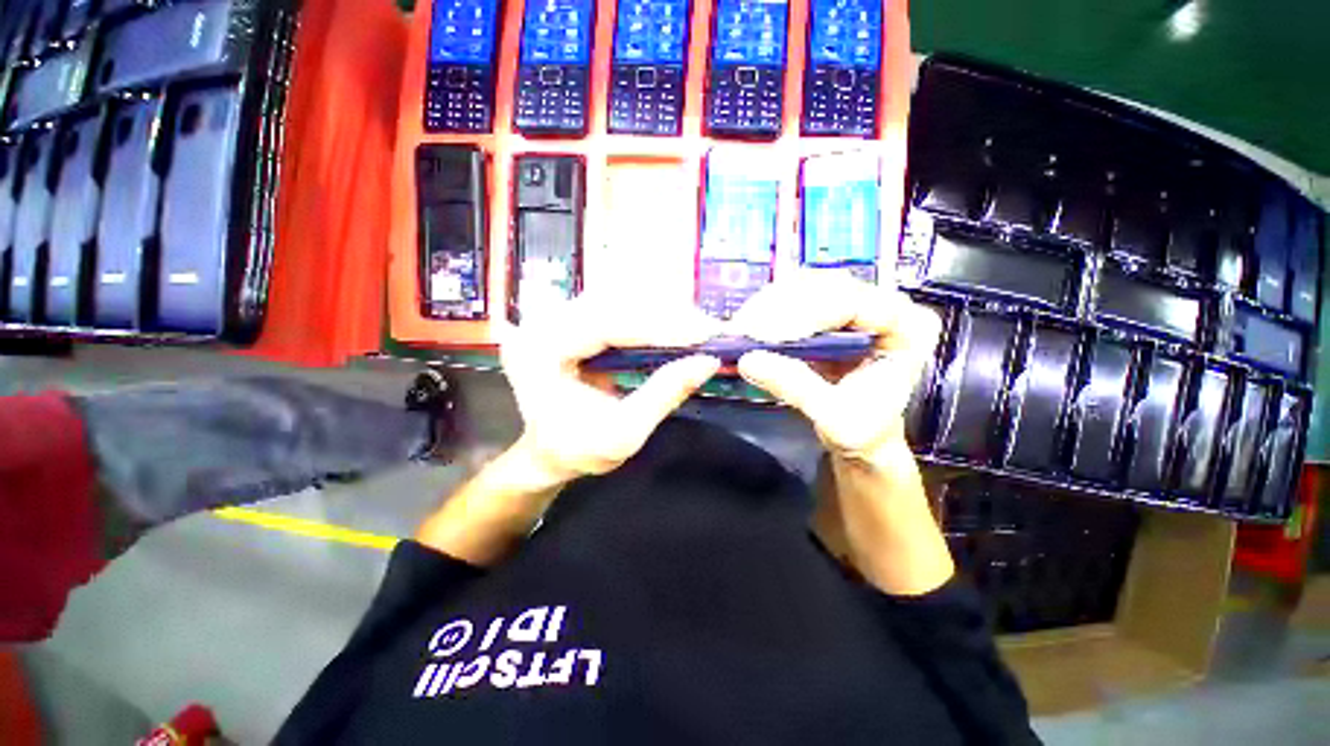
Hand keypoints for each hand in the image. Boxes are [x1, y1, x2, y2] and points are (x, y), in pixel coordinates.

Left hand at [500, 292, 722, 484]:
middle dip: (667, 315)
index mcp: (541, 351)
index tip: (705, 332)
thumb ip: (664, 394)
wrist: (548, 450)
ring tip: (697, 329)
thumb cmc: (578, 450)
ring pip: (620, 299)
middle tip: (709, 330)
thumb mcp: (624, 433)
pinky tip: (675, 328)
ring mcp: (559, 316)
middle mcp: (545, 322)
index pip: (606, 323)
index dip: (660, 325)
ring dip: (663, 312)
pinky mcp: (575, 318)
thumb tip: (709, 362)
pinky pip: (619, 307)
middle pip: (615, 303)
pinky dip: (652, 317)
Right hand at [729, 271, 942, 465]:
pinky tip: (748, 328)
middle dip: (779, 307)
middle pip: (826, 287)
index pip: (855, 303)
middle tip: (743, 330)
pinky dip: (767, 312)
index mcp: (906, 328)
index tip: (765, 334)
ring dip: (768, 306)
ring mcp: (853, 306)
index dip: (807, 313)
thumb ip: (797, 387)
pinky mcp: (827, 314)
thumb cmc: (863, 430)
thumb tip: (748, 360)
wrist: (863, 434)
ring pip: (806, 287)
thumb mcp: (834, 418)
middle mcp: (882, 306)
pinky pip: (794, 300)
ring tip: (740, 330)